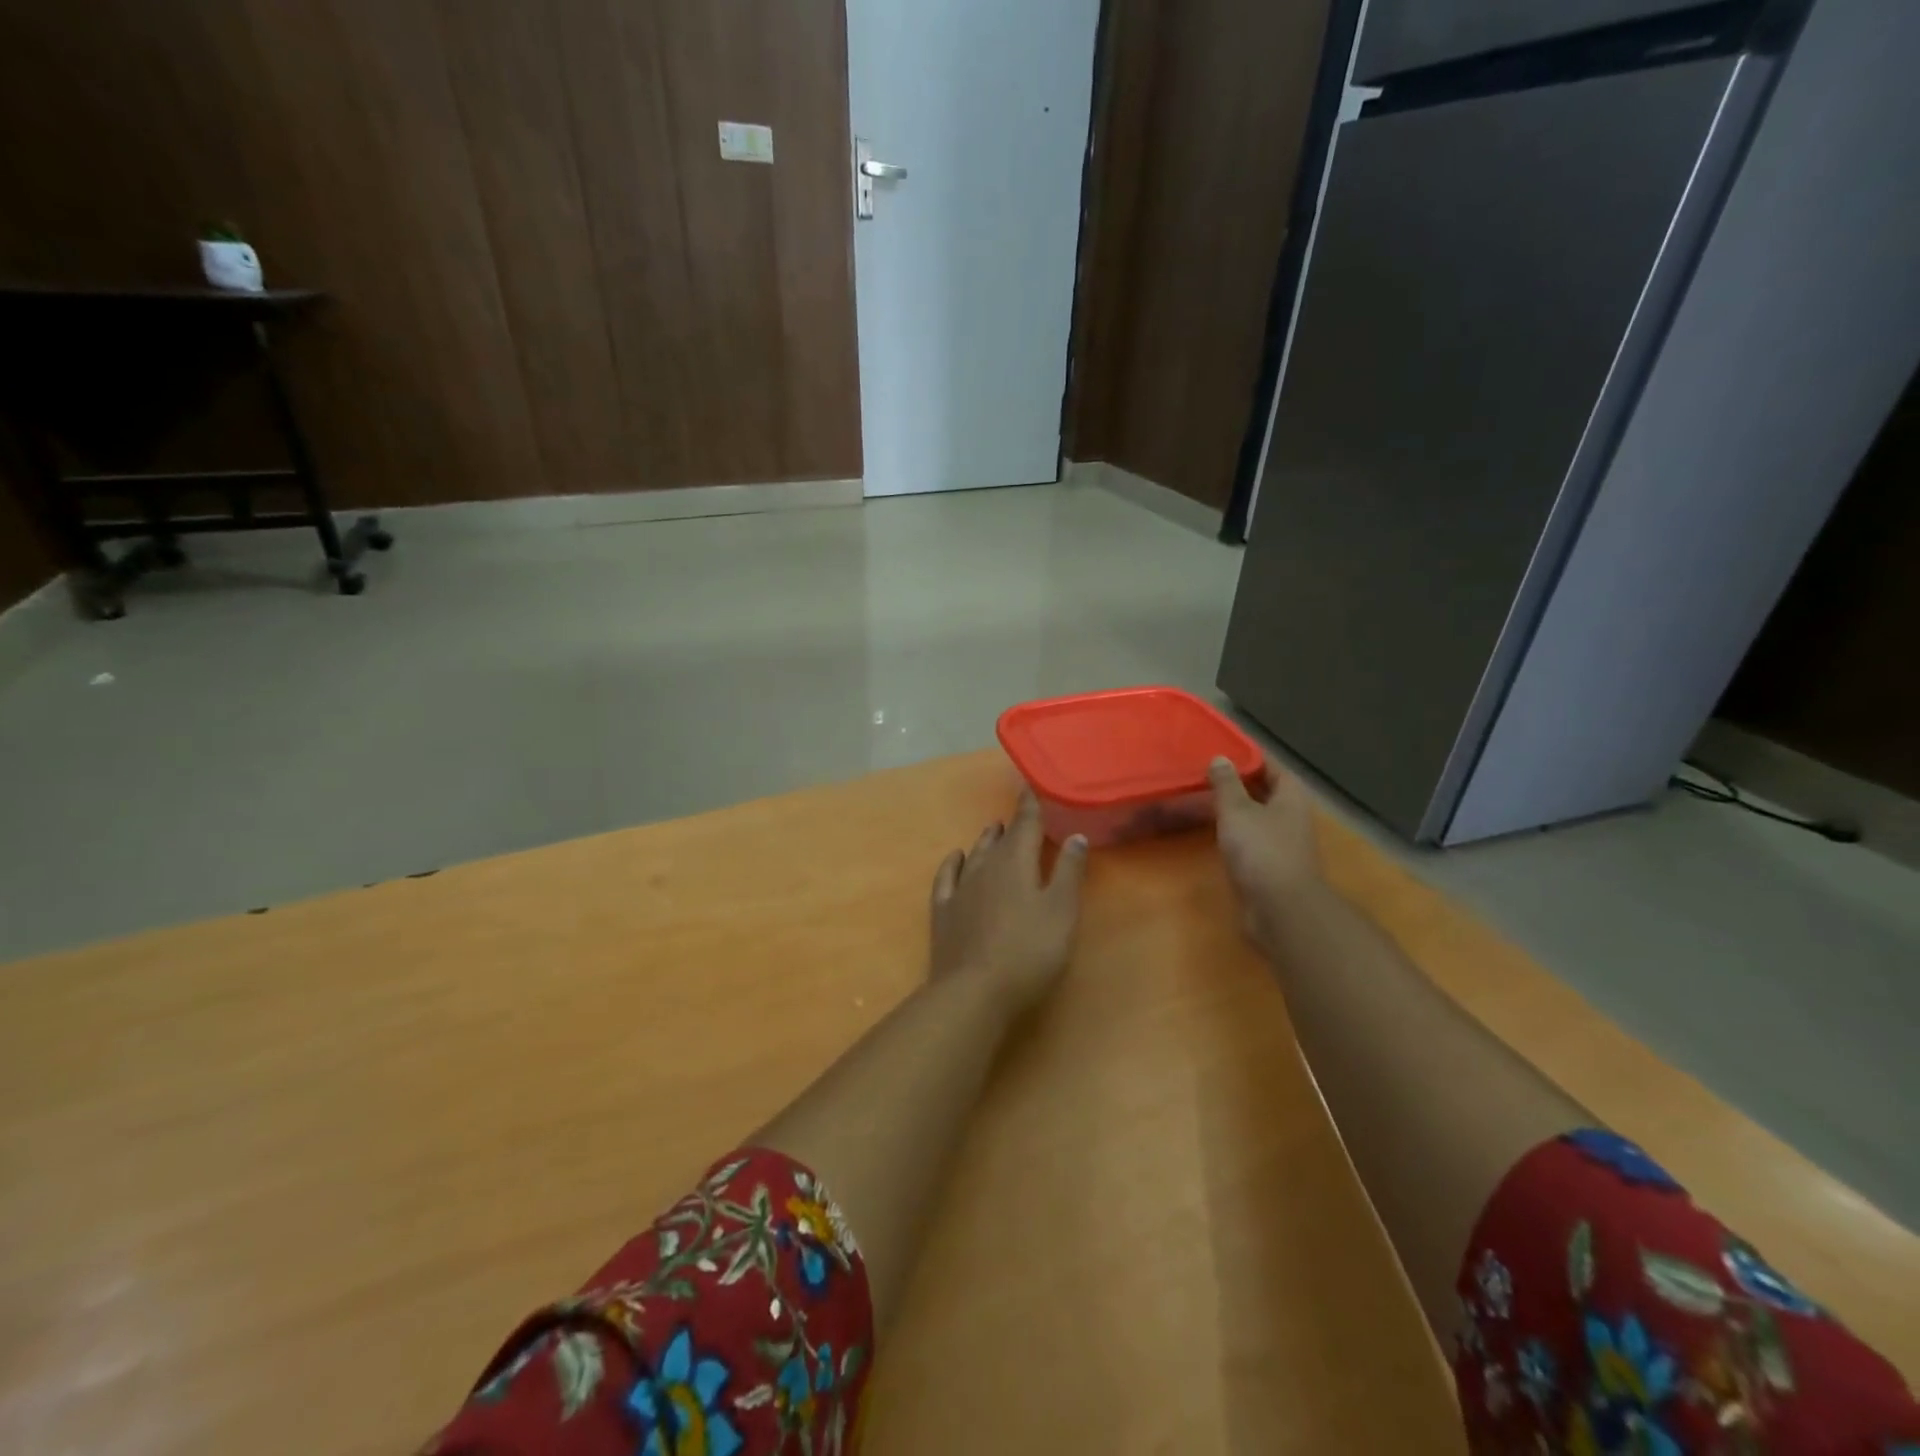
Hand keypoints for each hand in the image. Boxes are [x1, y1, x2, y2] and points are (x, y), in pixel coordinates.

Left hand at [929, 791, 1088, 1015]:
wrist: (973, 991)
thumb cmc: (1028, 951)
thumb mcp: (1061, 911)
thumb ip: (1068, 872)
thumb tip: (1075, 834)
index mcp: (1015, 862)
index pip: (1025, 824)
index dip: (1030, 805)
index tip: (1031, 786)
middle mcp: (984, 867)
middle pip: (1000, 839)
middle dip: (1011, 824)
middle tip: (1020, 814)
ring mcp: (960, 889)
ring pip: (974, 854)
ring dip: (986, 840)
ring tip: (994, 829)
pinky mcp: (944, 912)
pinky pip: (947, 877)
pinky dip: (952, 863)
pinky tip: (955, 857)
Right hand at [1209, 755, 1321, 956]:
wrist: (1280, 909)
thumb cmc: (1261, 851)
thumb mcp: (1237, 811)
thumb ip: (1226, 784)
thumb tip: (1220, 759)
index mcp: (1290, 796)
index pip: (1270, 765)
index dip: (1247, 756)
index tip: (1219, 749)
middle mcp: (1290, 816)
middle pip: (1263, 791)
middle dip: (1237, 782)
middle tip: (1203, 773)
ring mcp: (1282, 843)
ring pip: (1255, 816)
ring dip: (1233, 809)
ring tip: (1201, 799)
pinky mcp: (1270, 866)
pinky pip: (1249, 839)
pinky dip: (1232, 832)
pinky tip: (1212, 832)